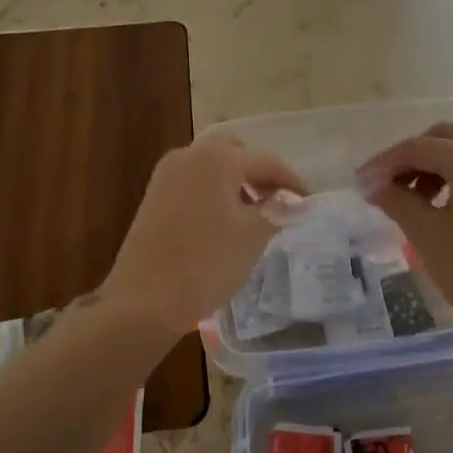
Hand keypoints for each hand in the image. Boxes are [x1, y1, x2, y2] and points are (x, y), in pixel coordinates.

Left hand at [101, 136, 305, 337]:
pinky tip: (224, 219)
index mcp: (217, 158)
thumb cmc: (205, 264)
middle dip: (259, 171)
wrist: (144, 301)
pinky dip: (214, 189)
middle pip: (235, 151)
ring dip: (236, 179)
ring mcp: (167, 173)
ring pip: (212, 164)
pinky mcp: (154, 194)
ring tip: (254, 211)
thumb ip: (276, 211)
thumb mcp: (252, 236)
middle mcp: (190, 154)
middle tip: (278, 198)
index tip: (309, 201)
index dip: (292, 181)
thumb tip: (292, 202)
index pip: (266, 161)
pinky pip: (194, 180)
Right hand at [357, 122, 452, 360]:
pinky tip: (443, 210)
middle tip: (387, 188)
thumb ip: (397, 202)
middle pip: (443, 138)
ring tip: (412, 203)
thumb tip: (372, 184)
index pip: (418, 146)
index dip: (384, 162)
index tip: (360, 184)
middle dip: (410, 157)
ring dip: (433, 167)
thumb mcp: (430, 239)